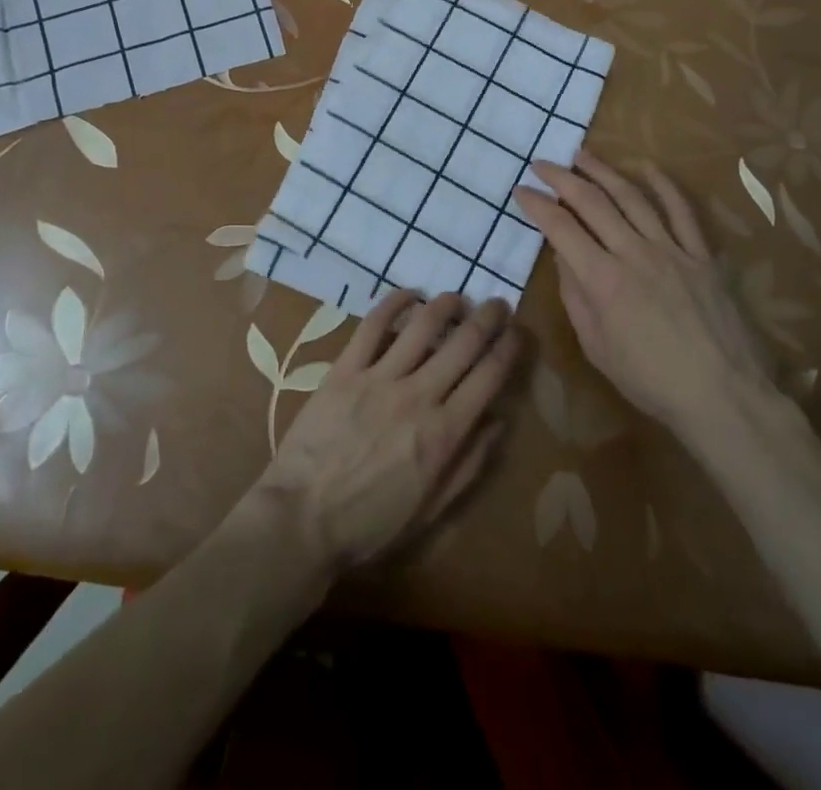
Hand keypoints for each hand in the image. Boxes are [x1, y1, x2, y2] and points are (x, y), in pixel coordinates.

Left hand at [251, 291, 522, 573]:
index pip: (489, 377)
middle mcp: (419, 396)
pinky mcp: (346, 369)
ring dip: (447, 305)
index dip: (509, 348)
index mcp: (444, 433)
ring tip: (457, 299)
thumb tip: (499, 422)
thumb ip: (469, 465)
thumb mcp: (431, 510)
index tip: (518, 332)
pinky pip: (374, 325)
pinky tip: (410, 295)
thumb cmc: (369, 525)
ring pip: (423, 325)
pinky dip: (395, 303)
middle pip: (464, 342)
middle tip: (498, 305)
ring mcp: (380, 378)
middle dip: (489, 317)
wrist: (301, 520)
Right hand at [514, 151, 775, 437]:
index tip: (520, 191)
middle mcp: (634, 254)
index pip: (560, 229)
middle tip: (542, 164)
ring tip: (582, 155)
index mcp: (603, 280)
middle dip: (562, 178)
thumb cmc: (650, 380)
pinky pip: (681, 211)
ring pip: (632, 197)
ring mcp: (671, 250)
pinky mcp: (700, 255)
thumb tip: (564, 256)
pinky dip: (663, 185)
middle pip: (592, 202)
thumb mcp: (596, 347)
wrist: (721, 395)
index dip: (537, 205)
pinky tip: (646, 167)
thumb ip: (576, 296)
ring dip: (603, 171)